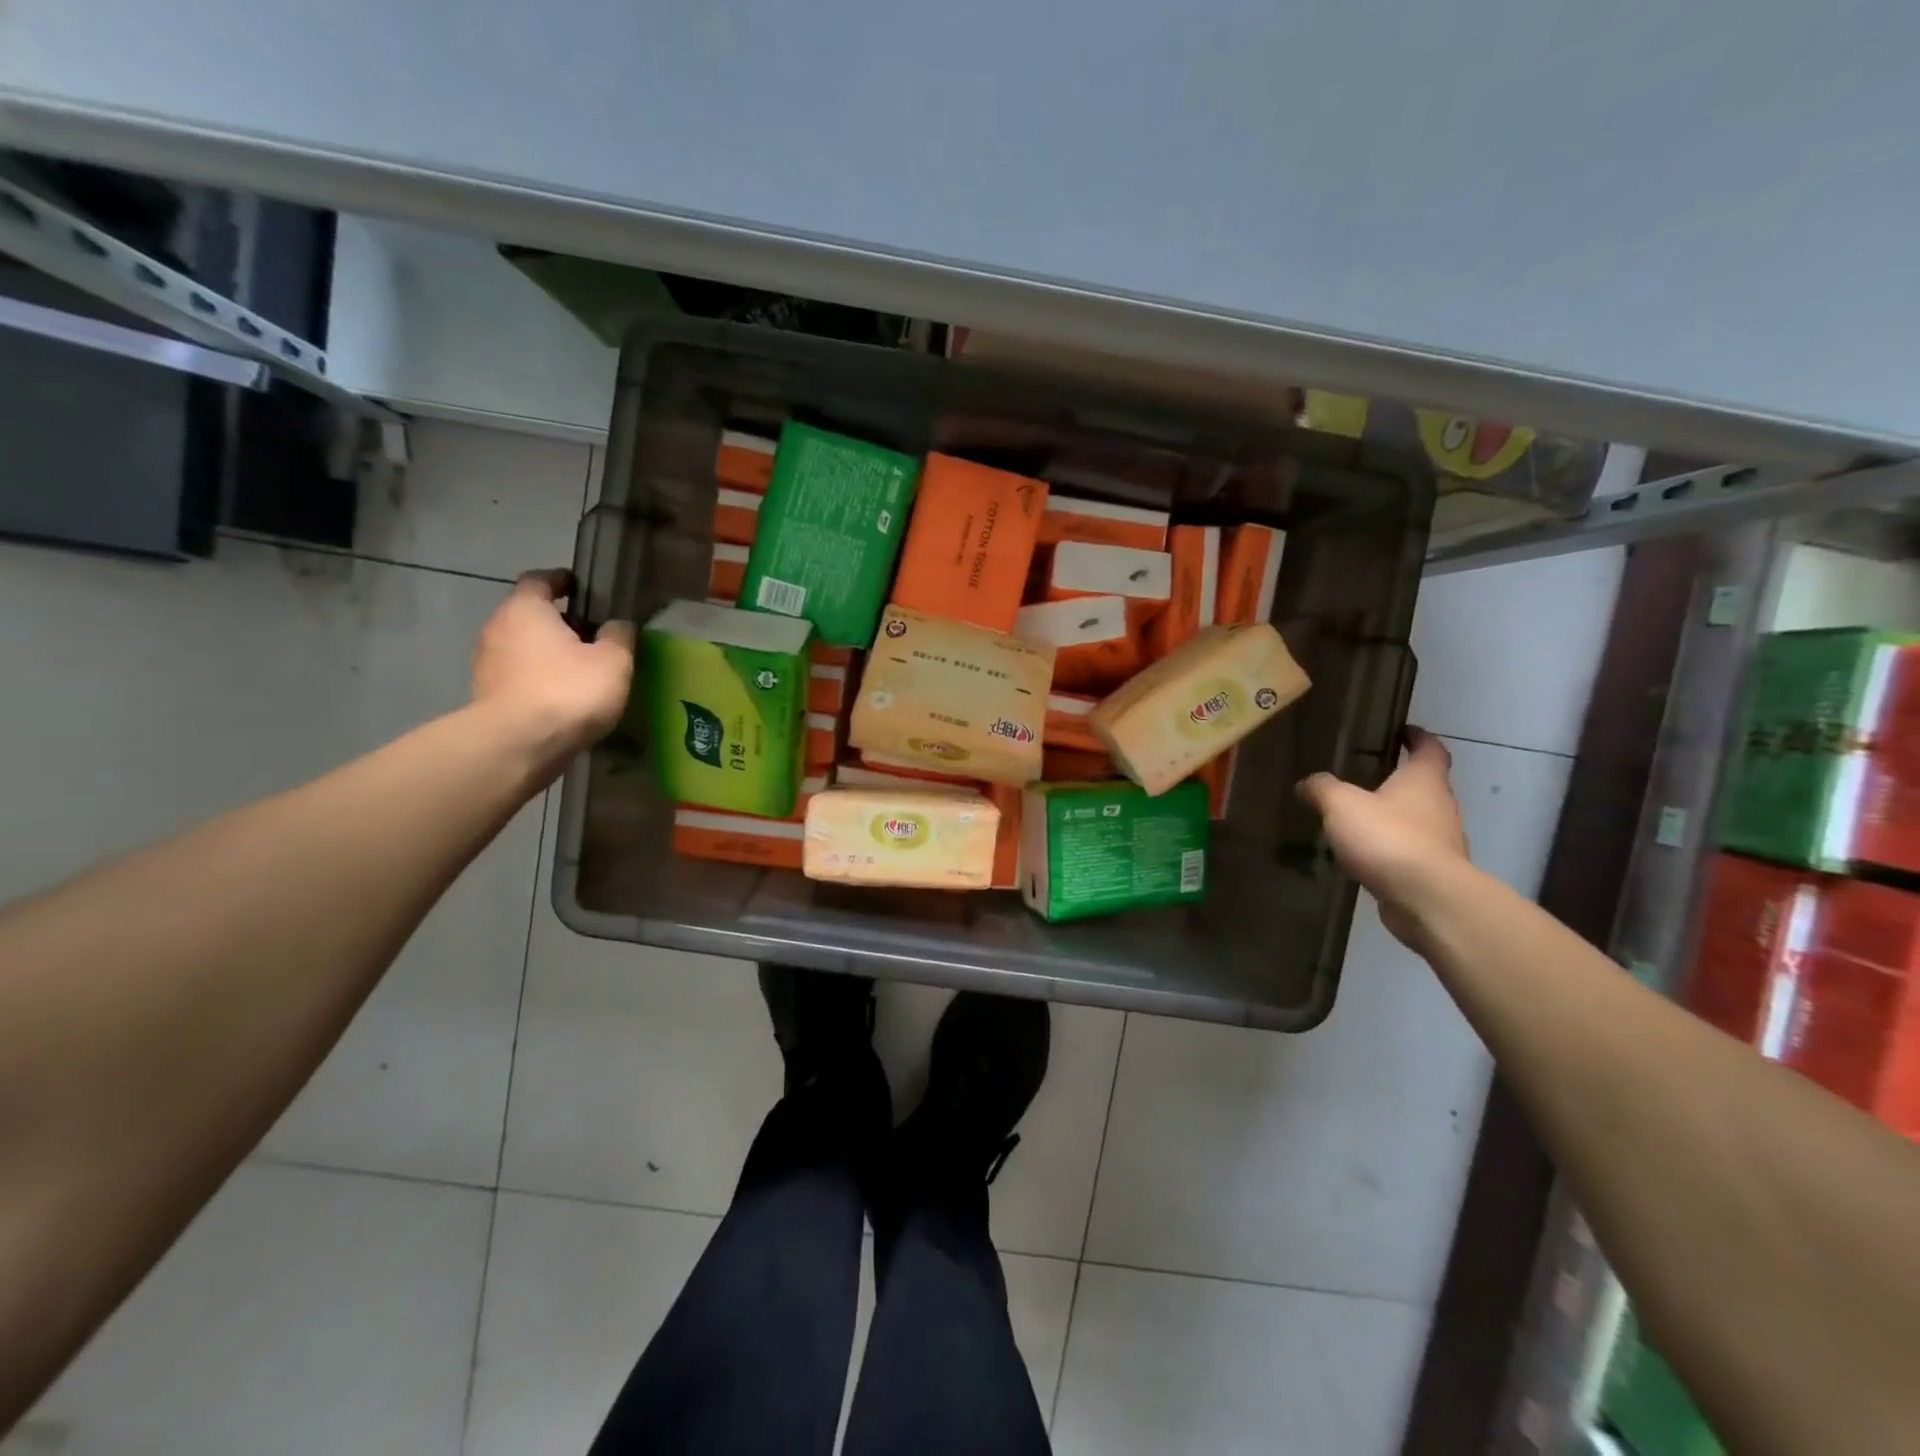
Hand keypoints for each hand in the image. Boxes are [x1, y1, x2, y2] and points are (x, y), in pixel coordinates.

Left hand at [471, 570, 634, 760]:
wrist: (518, 745)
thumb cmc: (568, 690)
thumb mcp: (613, 661)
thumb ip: (619, 636)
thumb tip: (617, 625)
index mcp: (526, 609)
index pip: (540, 580)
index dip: (563, 581)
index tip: (584, 590)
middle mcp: (497, 628)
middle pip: (530, 615)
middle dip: (559, 623)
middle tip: (593, 637)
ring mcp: (486, 663)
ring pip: (523, 648)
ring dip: (548, 654)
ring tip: (581, 672)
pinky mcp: (486, 695)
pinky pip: (518, 677)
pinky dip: (538, 680)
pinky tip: (563, 698)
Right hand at [1297, 728, 1468, 949]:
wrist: (1426, 898)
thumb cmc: (1388, 837)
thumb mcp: (1341, 804)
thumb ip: (1323, 789)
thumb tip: (1307, 783)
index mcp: (1424, 781)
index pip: (1430, 749)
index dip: (1418, 737)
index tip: (1403, 731)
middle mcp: (1440, 807)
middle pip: (1423, 786)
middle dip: (1398, 780)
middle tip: (1363, 778)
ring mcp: (1440, 842)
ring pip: (1415, 820)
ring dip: (1392, 818)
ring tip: (1355, 820)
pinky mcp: (1432, 872)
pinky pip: (1408, 852)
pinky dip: (1389, 849)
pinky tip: (1363, 856)